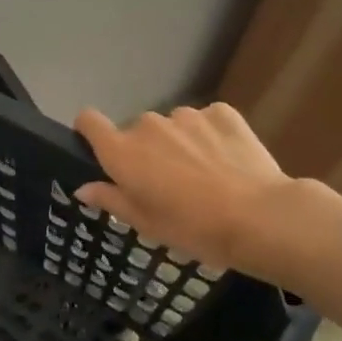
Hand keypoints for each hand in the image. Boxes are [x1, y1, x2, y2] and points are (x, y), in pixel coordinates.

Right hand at [73, 103, 291, 271]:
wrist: (258, 217)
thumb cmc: (192, 227)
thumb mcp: (146, 223)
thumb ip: (111, 199)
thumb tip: (83, 188)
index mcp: (122, 152)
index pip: (89, 121)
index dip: (89, 131)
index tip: (100, 149)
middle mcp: (148, 124)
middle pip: (136, 130)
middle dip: (145, 151)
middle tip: (167, 183)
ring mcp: (187, 114)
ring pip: (172, 126)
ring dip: (178, 143)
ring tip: (203, 174)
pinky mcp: (222, 112)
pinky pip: (205, 121)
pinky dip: (209, 136)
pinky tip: (226, 162)